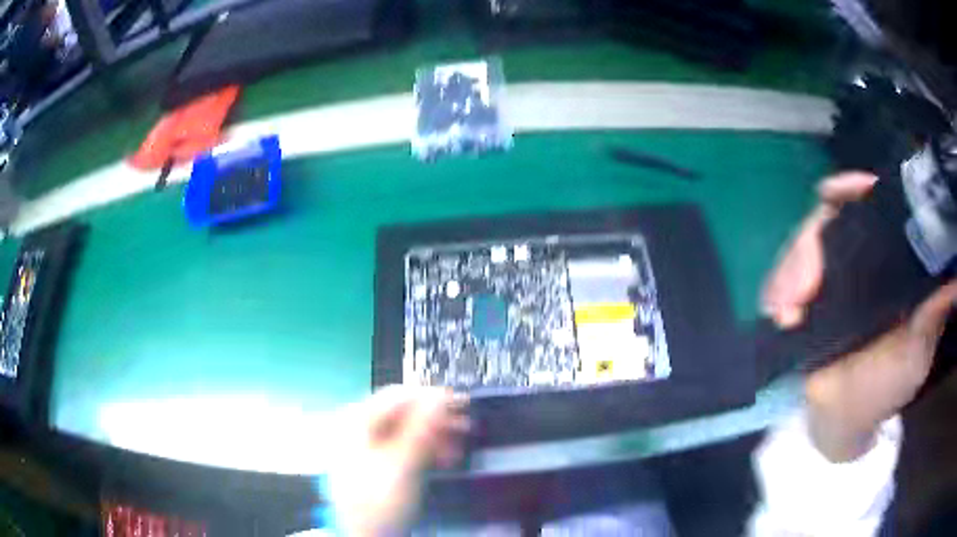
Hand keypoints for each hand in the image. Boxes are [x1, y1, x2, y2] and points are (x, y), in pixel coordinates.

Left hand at [326, 386, 469, 535]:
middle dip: (437, 421)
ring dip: (435, 437)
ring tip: (458, 448)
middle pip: (403, 413)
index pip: (398, 396)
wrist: (367, 535)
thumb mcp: (403, 464)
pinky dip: (425, 450)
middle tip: (465, 427)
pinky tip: (444, 458)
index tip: (460, 402)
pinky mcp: (379, 462)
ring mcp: (368, 445)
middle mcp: (359, 427)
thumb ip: (422, 428)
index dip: (431, 397)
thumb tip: (440, 398)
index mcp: (356, 421)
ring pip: (407, 431)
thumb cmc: (378, 499)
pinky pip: (405, 446)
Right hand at [762, 172, 956, 461]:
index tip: (846, 192)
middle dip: (812, 239)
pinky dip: (776, 288)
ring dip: (789, 269)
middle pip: (828, 219)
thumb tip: (954, 282)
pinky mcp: (803, 297)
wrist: (844, 418)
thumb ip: (932, 318)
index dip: (856, 189)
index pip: (870, 206)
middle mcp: (857, 257)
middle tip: (803, 287)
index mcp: (887, 262)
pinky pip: (783, 278)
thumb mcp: (916, 353)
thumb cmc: (886, 386)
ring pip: (802, 246)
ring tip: (785, 311)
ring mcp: (827, 276)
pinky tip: (777, 311)